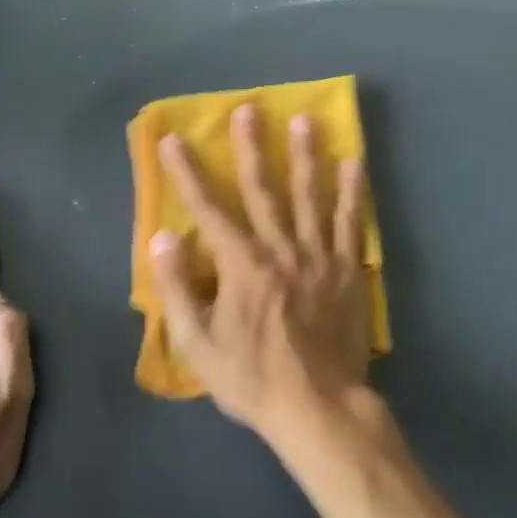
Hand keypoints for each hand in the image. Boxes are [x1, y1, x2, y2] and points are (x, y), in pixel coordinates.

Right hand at [149, 105, 370, 446]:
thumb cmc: (253, 378)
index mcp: (241, 264)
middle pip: (262, 189)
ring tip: (305, 121)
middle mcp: (279, 248)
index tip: (174, 139)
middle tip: (249, 110)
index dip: (187, 173)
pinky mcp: (347, 269)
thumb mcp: (199, 345)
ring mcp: (317, 255)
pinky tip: (353, 165)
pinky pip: (351, 223)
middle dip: (251, 147)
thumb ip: (177, 289)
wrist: (318, 408)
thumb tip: (163, 237)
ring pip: (310, 195)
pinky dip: (352, 192)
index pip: (207, 209)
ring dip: (305, 156)